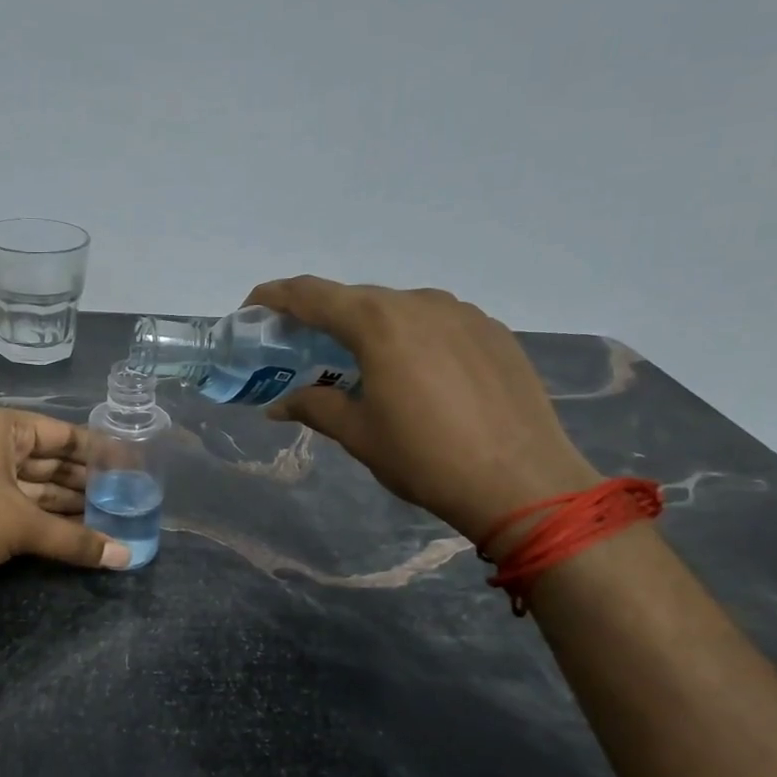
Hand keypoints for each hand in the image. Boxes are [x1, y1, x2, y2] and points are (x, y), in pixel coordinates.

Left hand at [0, 407, 130, 576]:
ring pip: (36, 486)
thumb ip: (76, 540)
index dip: (101, 452)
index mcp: (5, 428)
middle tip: (129, 498)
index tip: (133, 466)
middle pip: (52, 461)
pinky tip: (75, 532)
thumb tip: (127, 557)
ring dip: (69, 504)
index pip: (65, 435)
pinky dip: (45, 518)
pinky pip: (19, 504)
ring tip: (111, 518)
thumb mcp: (23, 526)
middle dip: (87, 482)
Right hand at [248, 277, 598, 537]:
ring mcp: (463, 313)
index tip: (252, 308)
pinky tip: (416, 374)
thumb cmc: (426, 458)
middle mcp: (420, 303)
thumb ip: (314, 407)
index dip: (274, 296)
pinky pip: (437, 323)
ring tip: (360, 365)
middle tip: (302, 348)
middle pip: (356, 299)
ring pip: (399, 309)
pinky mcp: (493, 331)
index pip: (311, 294)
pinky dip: (411, 338)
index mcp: (378, 323)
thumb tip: (278, 404)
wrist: (524, 482)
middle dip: (322, 319)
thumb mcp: (359, 434)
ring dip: (369, 329)